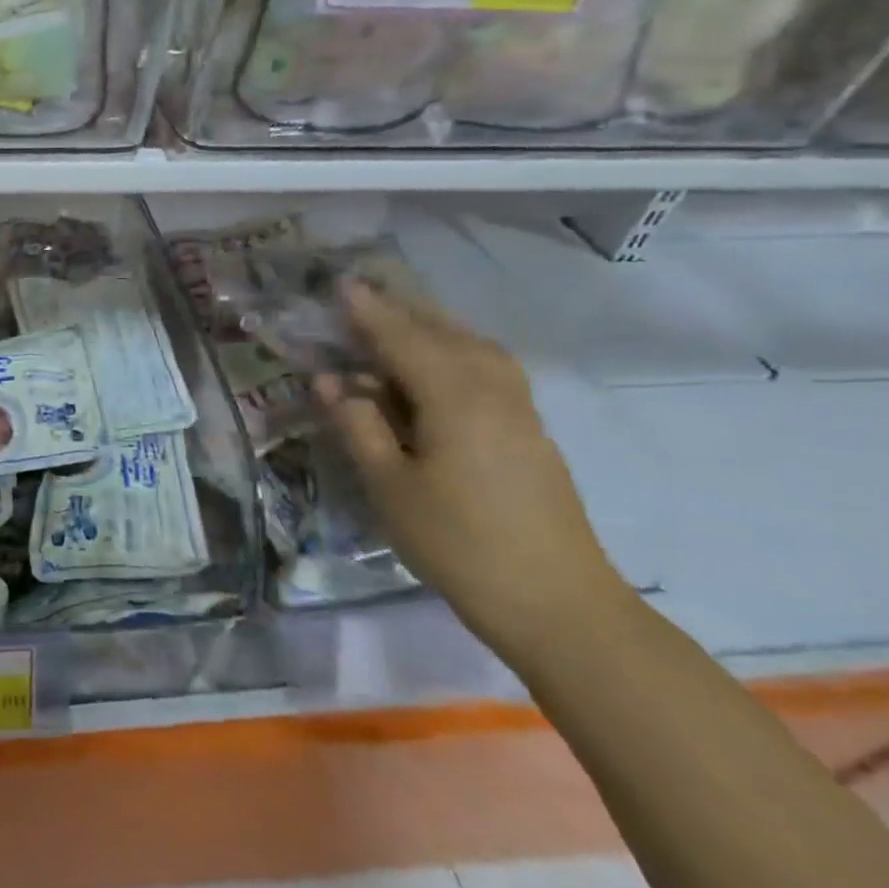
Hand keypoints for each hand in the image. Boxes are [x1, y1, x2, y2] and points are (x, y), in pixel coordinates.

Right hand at [316, 281, 631, 658]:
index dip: (368, 312)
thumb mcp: (390, 487)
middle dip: (401, 311)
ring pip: (473, 347)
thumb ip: (358, 426)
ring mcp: (519, 410)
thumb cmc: (459, 544)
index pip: (402, 339)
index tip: (340, 284)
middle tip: (362, 297)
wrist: (558, 604)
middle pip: (443, 333)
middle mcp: (492, 390)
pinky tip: (441, 366)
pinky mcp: (530, 431)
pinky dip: (456, 350)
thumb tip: (330, 381)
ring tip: (396, 324)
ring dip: (432, 327)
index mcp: (454, 398)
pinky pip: (488, 368)